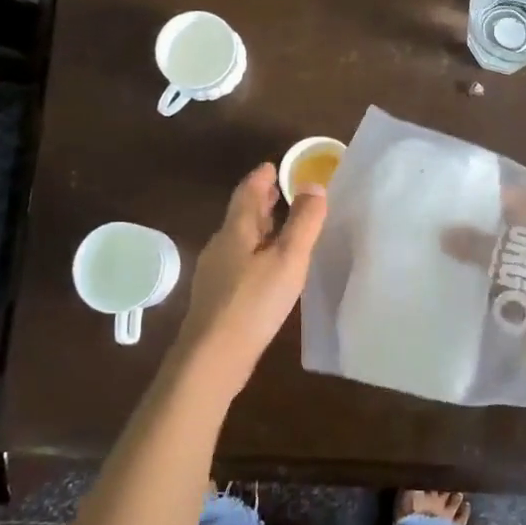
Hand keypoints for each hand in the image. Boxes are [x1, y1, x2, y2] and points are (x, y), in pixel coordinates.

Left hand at [174, 163, 327, 397]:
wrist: (212, 357)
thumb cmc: (253, 302)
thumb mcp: (288, 259)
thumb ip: (304, 222)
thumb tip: (313, 185)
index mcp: (236, 230)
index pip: (248, 192)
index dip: (262, 177)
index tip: (274, 166)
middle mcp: (221, 245)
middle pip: (242, 214)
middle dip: (261, 201)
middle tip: (280, 190)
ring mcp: (215, 272)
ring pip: (240, 239)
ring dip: (259, 227)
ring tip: (280, 226)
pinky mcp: (217, 296)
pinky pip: (239, 261)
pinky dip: (256, 252)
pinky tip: (267, 268)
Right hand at [441, 188, 525, 401]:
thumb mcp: (517, 258)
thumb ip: (478, 245)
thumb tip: (443, 233)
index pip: (502, 197)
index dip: (476, 198)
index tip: (442, 199)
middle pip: (495, 230)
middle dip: (467, 231)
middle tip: (427, 230)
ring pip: (492, 260)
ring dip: (469, 262)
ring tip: (429, 257)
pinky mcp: (525, 298)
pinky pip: (494, 289)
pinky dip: (476, 289)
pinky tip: (446, 287)